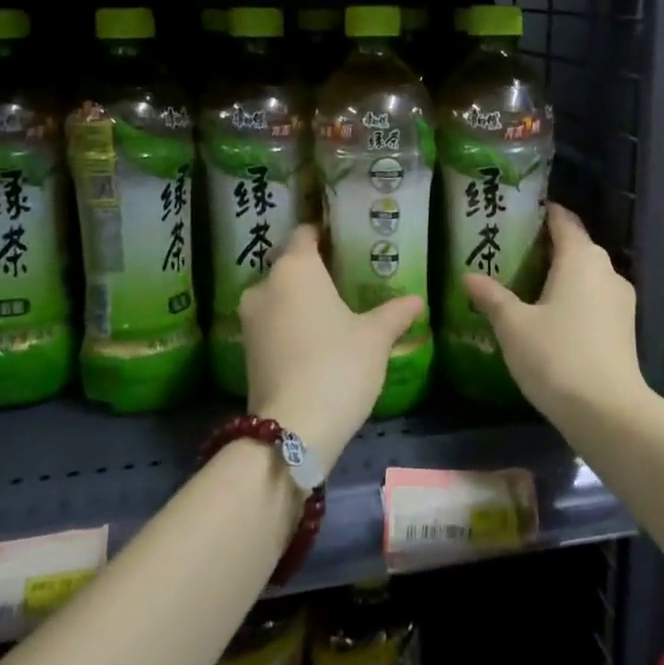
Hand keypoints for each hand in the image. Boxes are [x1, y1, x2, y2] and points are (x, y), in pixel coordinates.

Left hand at [239, 226, 423, 466]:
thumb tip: (417, 299)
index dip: (322, 234)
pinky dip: (290, 325)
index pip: (304, 234)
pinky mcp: (246, 351)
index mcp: (295, 268)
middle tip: (346, 279)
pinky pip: (272, 324)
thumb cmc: (338, 365)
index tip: (342, 240)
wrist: (293, 430)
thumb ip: (394, 313)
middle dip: (314, 271)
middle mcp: (265, 286)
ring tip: (333, 311)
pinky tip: (315, 340)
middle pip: (289, 266)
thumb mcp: (375, 338)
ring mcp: (250, 320)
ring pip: (279, 296)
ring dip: (300, 300)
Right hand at [462, 204, 642, 428]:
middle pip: (575, 246)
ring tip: (524, 284)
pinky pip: (593, 298)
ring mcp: (620, 300)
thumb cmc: (557, 356)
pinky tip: (548, 316)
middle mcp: (606, 270)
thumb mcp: (513, 325)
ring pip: (585, 275)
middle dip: (545, 246)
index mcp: (581, 258)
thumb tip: (468, 276)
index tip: (516, 213)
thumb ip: (491, 297)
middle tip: (509, 251)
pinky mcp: (623, 328)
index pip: (562, 220)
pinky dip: (572, 298)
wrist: (608, 413)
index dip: (541, 212)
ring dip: (559, 275)